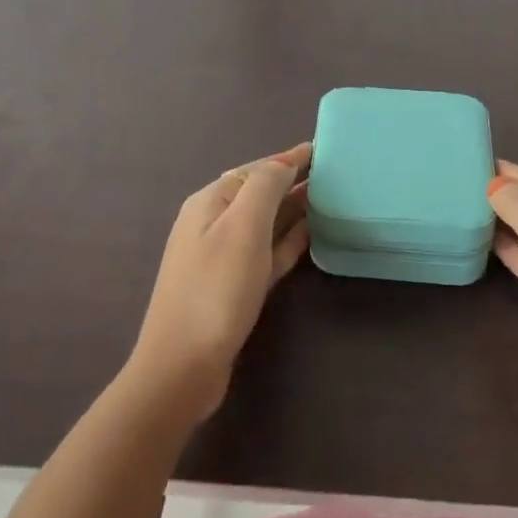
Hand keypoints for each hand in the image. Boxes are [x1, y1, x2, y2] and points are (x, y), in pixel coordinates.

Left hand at [127, 143, 311, 421]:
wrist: (182, 367)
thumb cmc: (215, 289)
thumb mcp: (242, 227)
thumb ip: (264, 187)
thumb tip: (284, 161)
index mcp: (211, 202)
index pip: (256, 170)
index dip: (289, 159)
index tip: (324, 150)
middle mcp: (213, 223)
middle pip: (259, 194)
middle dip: (293, 182)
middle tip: (336, 175)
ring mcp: (222, 257)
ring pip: (265, 223)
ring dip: (294, 210)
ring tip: (331, 200)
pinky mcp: (233, 287)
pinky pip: (266, 253)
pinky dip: (288, 241)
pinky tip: (311, 236)